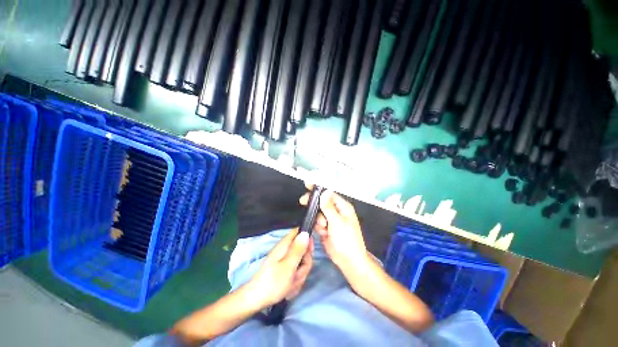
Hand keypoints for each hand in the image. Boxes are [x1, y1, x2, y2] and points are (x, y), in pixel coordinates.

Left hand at [247, 229, 313, 307]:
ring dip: (299, 276)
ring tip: (291, 283)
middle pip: (303, 251)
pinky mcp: (285, 271)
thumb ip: (298, 249)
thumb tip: (305, 232)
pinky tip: (289, 288)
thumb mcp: (288, 266)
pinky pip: (297, 273)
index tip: (309, 252)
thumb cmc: (272, 282)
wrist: (256, 301)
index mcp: (285, 245)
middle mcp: (285, 251)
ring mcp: (285, 261)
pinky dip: (295, 282)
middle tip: (297, 274)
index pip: (299, 232)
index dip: (307, 239)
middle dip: (304, 264)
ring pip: (302, 264)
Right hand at [300, 187, 368, 272]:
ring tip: (324, 228)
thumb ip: (329, 207)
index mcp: (343, 207)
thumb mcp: (337, 222)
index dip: (318, 189)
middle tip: (303, 202)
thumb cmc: (346, 240)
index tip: (307, 184)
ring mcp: (331, 219)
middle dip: (314, 204)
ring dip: (318, 220)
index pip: (329, 193)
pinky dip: (318, 226)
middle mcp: (337, 211)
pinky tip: (323, 233)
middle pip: (322, 202)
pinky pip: (317, 222)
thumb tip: (325, 191)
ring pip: (318, 213)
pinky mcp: (326, 227)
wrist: (348, 261)